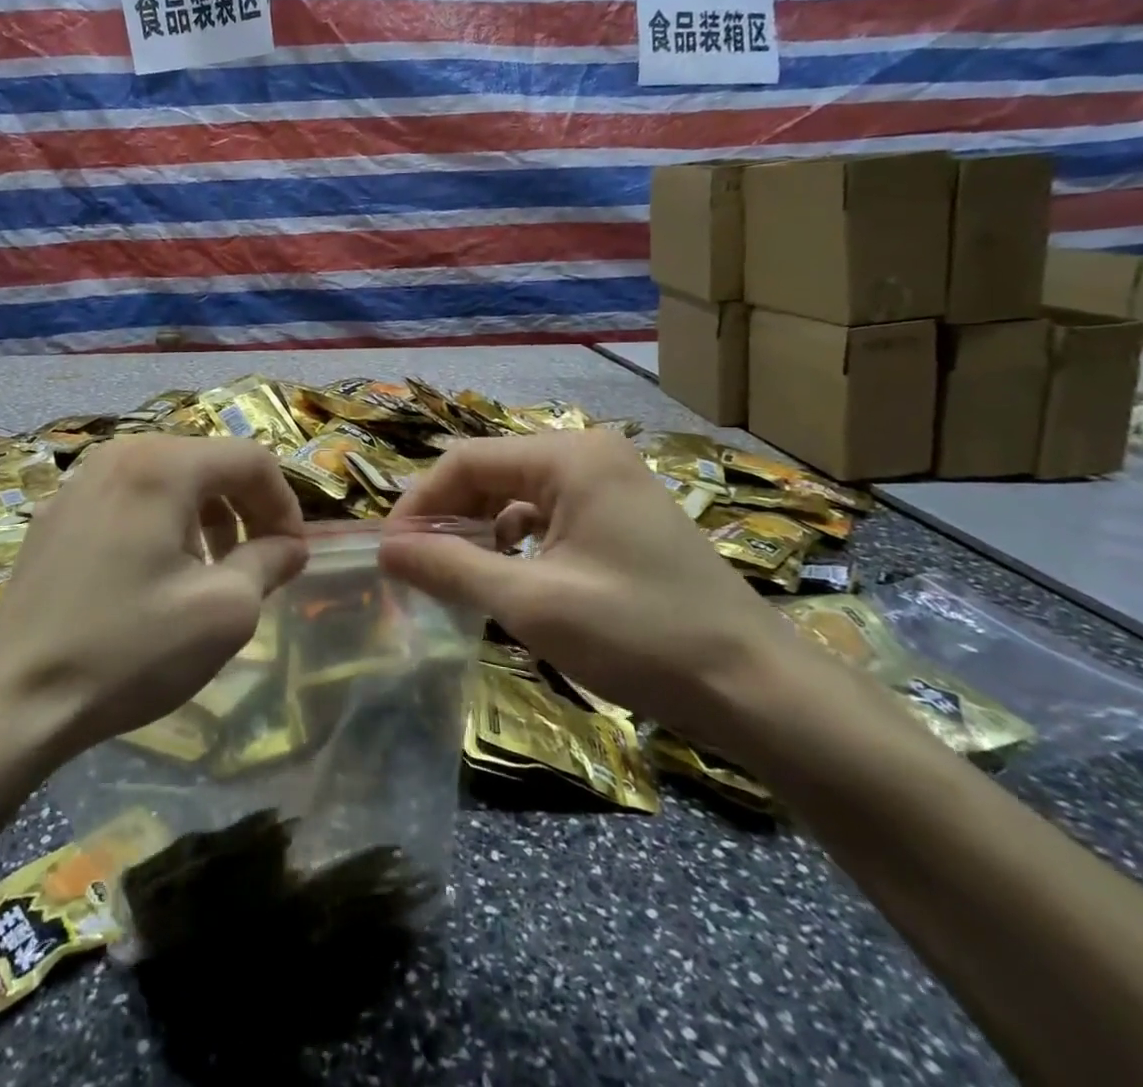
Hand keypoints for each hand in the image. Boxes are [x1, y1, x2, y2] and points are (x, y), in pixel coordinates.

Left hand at [0, 436, 307, 763]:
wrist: (12, 700)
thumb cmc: (128, 649)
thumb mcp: (224, 610)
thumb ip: (270, 563)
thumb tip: (289, 546)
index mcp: (162, 465)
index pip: (251, 459)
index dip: (285, 504)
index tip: (292, 555)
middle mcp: (119, 454)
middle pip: (208, 462)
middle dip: (245, 508)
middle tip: (258, 562)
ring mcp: (80, 481)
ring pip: (168, 479)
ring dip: (205, 516)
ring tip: (210, 570)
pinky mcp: (56, 514)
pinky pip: (129, 498)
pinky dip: (162, 522)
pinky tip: (154, 575)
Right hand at [378, 430, 809, 749]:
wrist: (758, 690)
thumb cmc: (639, 636)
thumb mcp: (531, 602)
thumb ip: (450, 567)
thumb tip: (384, 548)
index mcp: (568, 456)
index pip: (465, 462)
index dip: (419, 504)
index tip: (390, 552)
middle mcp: (588, 454)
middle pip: (490, 473)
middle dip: (448, 518)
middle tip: (415, 568)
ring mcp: (610, 483)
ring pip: (516, 494)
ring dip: (478, 531)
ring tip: (453, 576)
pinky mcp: (622, 515)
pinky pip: (548, 514)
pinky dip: (515, 541)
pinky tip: (507, 576)